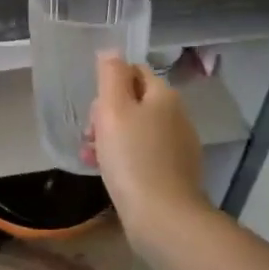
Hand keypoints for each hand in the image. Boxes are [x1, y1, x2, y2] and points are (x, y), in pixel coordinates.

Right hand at [87, 52, 211, 253]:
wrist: (163, 217)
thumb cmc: (132, 157)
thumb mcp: (113, 109)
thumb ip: (111, 75)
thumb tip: (111, 52)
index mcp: (164, 96)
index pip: (134, 71)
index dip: (108, 85)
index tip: (94, 109)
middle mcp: (177, 116)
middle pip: (134, 101)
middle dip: (106, 114)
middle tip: (89, 136)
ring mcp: (179, 146)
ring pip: (137, 130)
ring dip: (111, 138)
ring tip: (91, 158)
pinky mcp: (176, 173)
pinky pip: (144, 154)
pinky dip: (125, 159)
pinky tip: (109, 174)